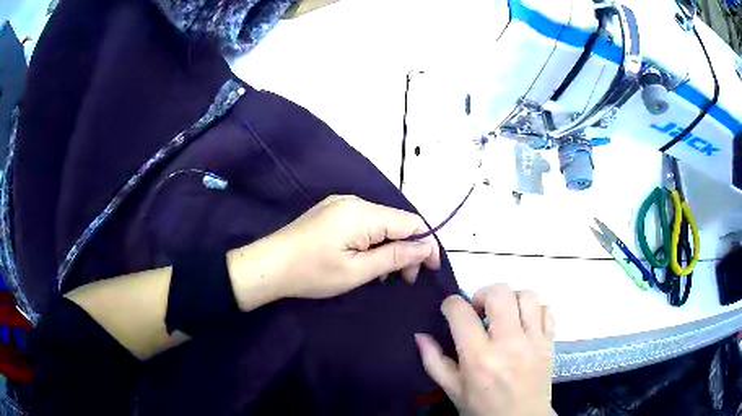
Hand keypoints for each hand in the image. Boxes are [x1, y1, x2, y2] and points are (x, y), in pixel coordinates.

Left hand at [228, 195, 440, 307]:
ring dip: (390, 247)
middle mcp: (355, 201)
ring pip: (381, 223)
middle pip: (396, 221)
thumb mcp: (357, 271)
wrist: (268, 266)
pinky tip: (367, 260)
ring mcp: (341, 204)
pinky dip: (373, 242)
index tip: (431, 270)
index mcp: (363, 213)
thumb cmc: (312, 273)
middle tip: (406, 280)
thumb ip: (395, 256)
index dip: (427, 243)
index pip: (411, 222)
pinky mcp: (331, 212)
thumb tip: (426, 247)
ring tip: (385, 275)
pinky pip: (364, 223)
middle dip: (408, 248)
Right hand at [415, 284, 554, 415]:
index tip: (450, 310)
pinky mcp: (549, 342)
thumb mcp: (453, 390)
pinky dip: (534, 310)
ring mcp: (533, 340)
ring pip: (527, 295)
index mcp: (479, 357)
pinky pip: (546, 309)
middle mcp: (509, 342)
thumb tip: (420, 335)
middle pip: (500, 293)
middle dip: (483, 293)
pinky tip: (524, 323)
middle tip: (479, 310)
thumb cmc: (482, 408)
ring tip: (504, 314)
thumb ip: (434, 361)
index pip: (461, 312)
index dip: (451, 304)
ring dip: (511, 299)